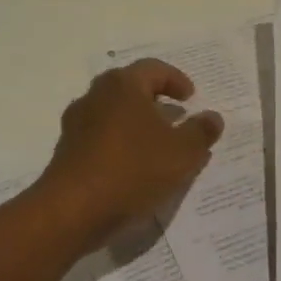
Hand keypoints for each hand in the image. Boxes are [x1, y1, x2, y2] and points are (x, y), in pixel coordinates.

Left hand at [33, 60, 224, 249]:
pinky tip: (134, 167)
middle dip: (155, 99)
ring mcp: (76, 123)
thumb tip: (212, 117)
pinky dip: (120, 143)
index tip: (191, 98)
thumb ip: (201, 132)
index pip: (154, 69)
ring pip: (113, 113)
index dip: (177, 80)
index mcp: (123, 85)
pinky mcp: (67, 151)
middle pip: (130, 88)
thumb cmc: (132, 169)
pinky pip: (101, 137)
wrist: (72, 211)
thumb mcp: (182, 153)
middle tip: (175, 115)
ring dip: (136, 123)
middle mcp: (96, 95)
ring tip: (157, 145)